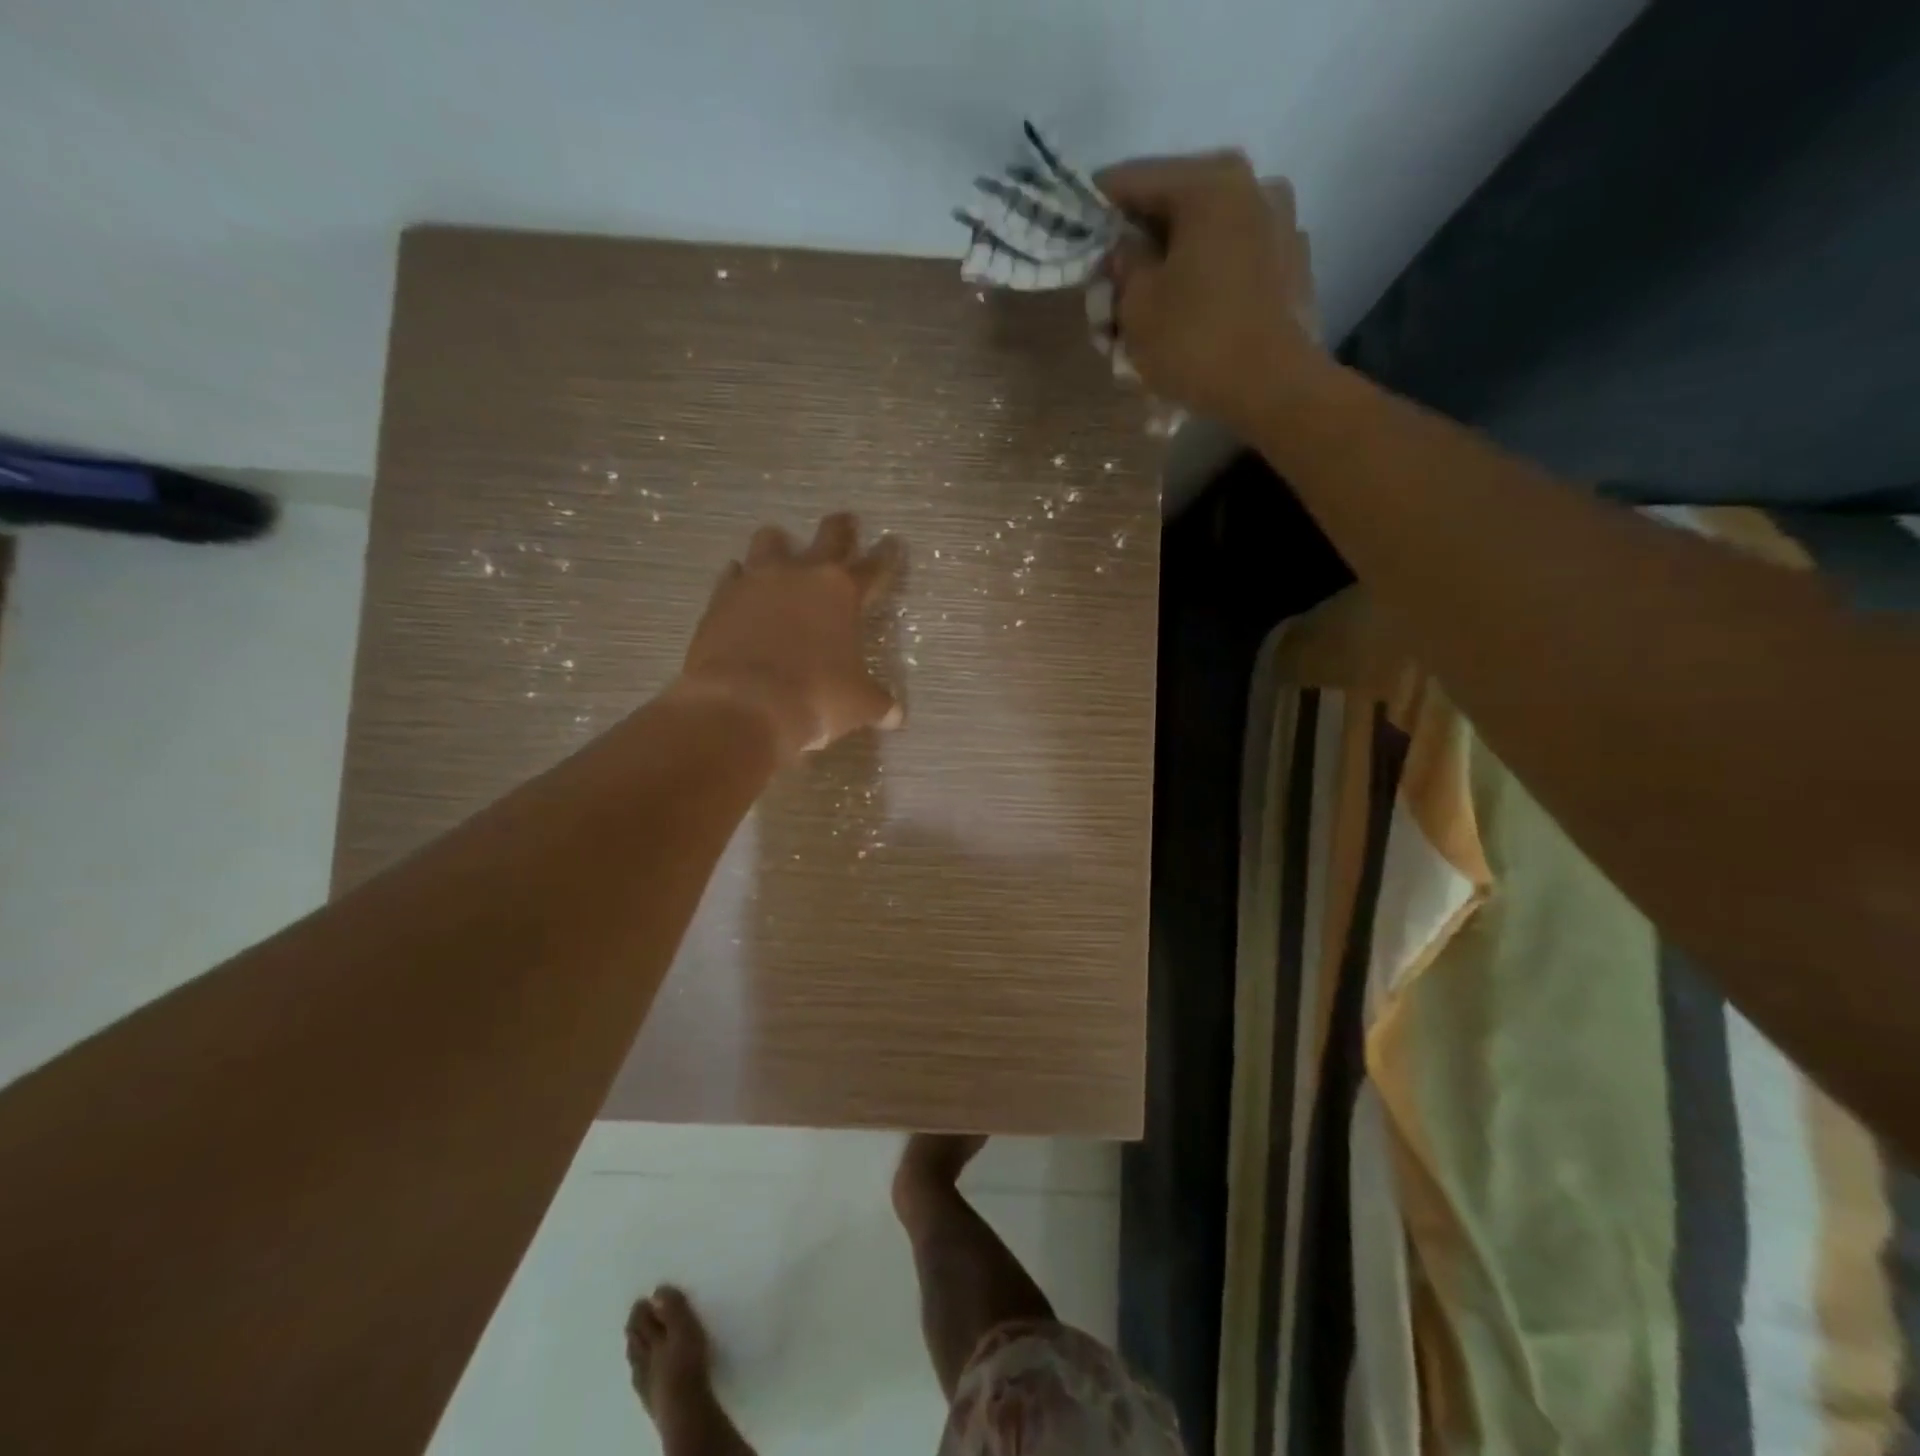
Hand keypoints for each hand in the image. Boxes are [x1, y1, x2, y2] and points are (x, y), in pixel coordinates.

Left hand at [673, 512, 902, 761]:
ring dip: (780, 544)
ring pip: (770, 541)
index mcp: (842, 593)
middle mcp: (801, 575)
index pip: (874, 567)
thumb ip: (879, 703)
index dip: (886, 556)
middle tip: (846, 522)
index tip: (892, 544)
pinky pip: (731, 575)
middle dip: (841, 529)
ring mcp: (756, 581)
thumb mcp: (859, 705)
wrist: (744, 705)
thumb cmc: (815, 698)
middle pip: (828, 537)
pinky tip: (740, 587)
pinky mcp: (720, 598)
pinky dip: (739, 578)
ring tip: (781, 550)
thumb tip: (896, 717)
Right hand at [1095, 150, 1324, 435]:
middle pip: (1171, 212)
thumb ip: (1122, 264)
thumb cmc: (1195, 340)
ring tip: (1140, 324)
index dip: (1096, 207)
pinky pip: (1229, 266)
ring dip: (1167, 275)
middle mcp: (1252, 187)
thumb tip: (1125, 249)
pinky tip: (1183, 324)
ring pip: (1201, 243)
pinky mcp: (1289, 267)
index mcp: (1210, 183)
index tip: (1074, 231)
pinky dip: (1201, 288)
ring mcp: (1278, 226)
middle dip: (1134, 254)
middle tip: (1106, 295)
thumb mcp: (1136, 304)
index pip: (1133, 179)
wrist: (1273, 388)